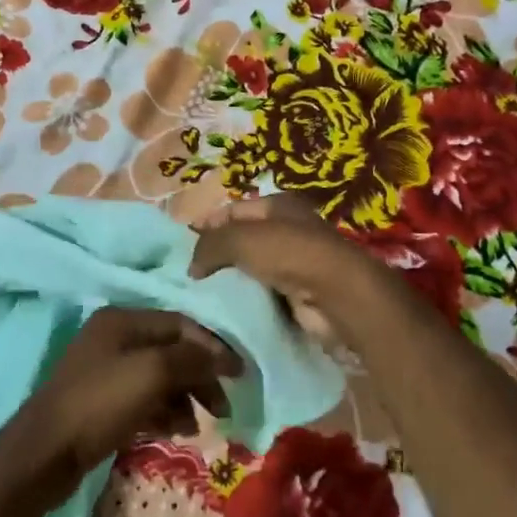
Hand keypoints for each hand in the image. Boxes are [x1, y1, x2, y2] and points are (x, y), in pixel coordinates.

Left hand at [15, 307, 240, 502]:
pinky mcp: (101, 402)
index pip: (181, 324)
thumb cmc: (100, 403)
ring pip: (159, 378)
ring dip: (184, 398)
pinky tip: (175, 432)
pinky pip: (143, 399)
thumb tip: (225, 357)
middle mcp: (114, 338)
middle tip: (222, 408)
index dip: (212, 346)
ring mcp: (105, 371)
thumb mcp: (152, 373)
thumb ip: (193, 359)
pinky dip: (163, 412)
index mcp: (122, 320)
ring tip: (196, 427)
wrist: (45, 453)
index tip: (240, 374)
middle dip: (200, 377)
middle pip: (171, 351)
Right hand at [188, 195, 379, 343]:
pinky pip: (263, 294)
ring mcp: (295, 262)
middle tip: (188, 276)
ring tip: (201, 296)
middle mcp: (287, 229)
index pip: (231, 210)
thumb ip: (209, 245)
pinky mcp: (298, 293)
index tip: (180, 248)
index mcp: (277, 205)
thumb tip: (192, 266)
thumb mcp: (239, 238)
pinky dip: (247, 301)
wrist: (336, 296)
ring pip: (250, 269)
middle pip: (241, 240)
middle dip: (216, 256)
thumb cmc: (289, 254)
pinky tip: (226, 311)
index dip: (205, 225)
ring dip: (230, 282)